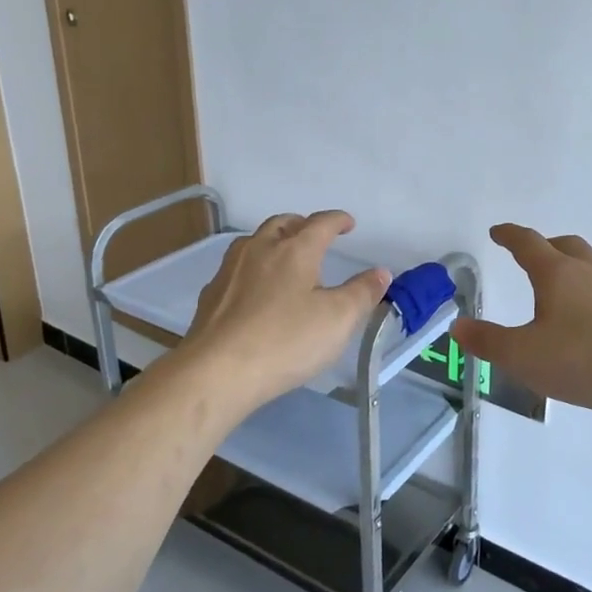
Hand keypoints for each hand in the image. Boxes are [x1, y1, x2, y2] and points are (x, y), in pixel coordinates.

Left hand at [178, 211, 390, 418]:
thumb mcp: (338, 319)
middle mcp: (260, 249)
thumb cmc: (285, 341)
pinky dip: (252, 269)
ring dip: (273, 241)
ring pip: (254, 242)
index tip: (348, 224)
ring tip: (284, 257)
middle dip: (301, 225)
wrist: (217, 371)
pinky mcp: (211, 295)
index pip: (321, 223)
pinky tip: (254, 290)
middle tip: (315, 236)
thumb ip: (362, 293)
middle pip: (282, 223)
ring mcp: (230, 270)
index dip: (338, 220)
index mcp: (295, 249)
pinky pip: (236, 269)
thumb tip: (380, 272)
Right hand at [451, 224, 591, 419]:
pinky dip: (591, 287)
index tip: (498, 232)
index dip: (510, 235)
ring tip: (561, 284)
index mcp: (557, 274)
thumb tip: (458, 326)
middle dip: (544, 246)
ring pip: (590, 262)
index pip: (528, 243)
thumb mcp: (522, 356)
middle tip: (530, 256)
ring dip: (572, 264)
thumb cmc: (581, 361)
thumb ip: (487, 341)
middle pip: (564, 245)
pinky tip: (590, 312)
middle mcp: (588, 271)